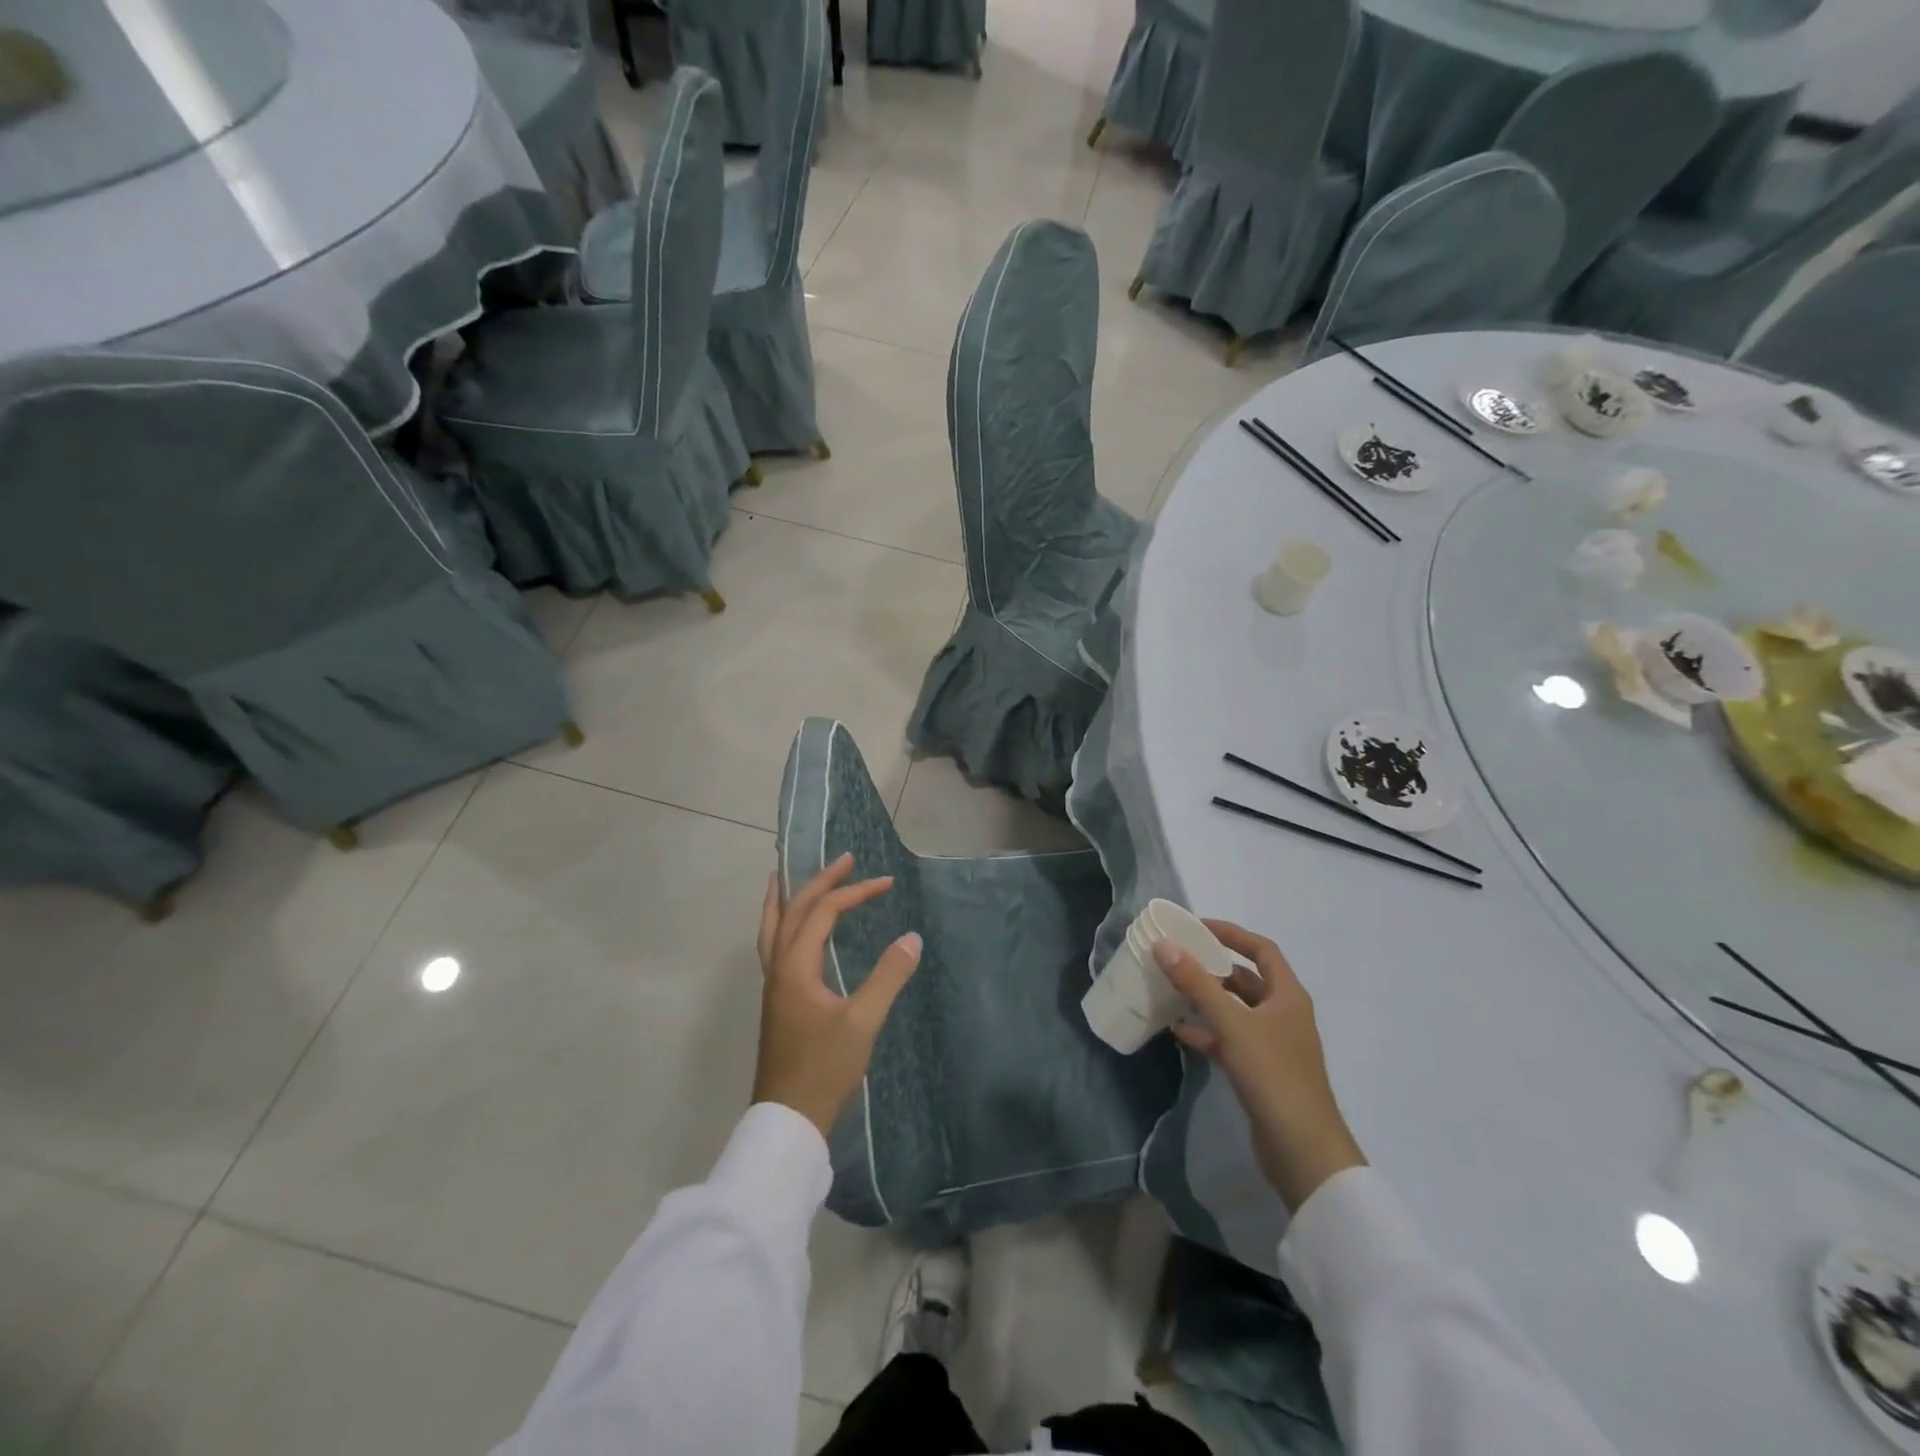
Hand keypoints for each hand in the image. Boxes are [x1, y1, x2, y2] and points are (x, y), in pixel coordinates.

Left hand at [752, 853, 922, 1138]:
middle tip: (846, 860)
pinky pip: (773, 945)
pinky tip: (794, 932)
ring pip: (773, 927)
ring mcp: (772, 984)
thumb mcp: (863, 1022)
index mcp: (795, 965)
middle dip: (820, 881)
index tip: (887, 883)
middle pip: (794, 910)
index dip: (855, 892)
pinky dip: (782, 924)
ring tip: (788, 877)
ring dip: (788, 899)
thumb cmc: (825, 1069)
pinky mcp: (776, 1000)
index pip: (824, 912)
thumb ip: (888, 976)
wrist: (789, 1119)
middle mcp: (777, 967)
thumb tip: (912, 938)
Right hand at [1154, 921, 1365, 1212]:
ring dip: (1206, 999)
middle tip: (1176, 957)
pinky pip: (1229, 1040)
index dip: (1230, 933)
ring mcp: (1273, 1045)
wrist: (1304, 1152)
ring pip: (1235, 1010)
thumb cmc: (1274, 1076)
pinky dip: (1206, 1032)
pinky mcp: (1260, 1072)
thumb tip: (1164, 945)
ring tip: (1170, 990)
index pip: (1261, 949)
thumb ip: (1197, 984)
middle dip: (1212, 967)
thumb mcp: (1232, 1024)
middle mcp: (1283, 1014)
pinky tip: (1178, 1032)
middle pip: (1246, 979)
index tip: (1196, 926)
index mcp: (1287, 996)